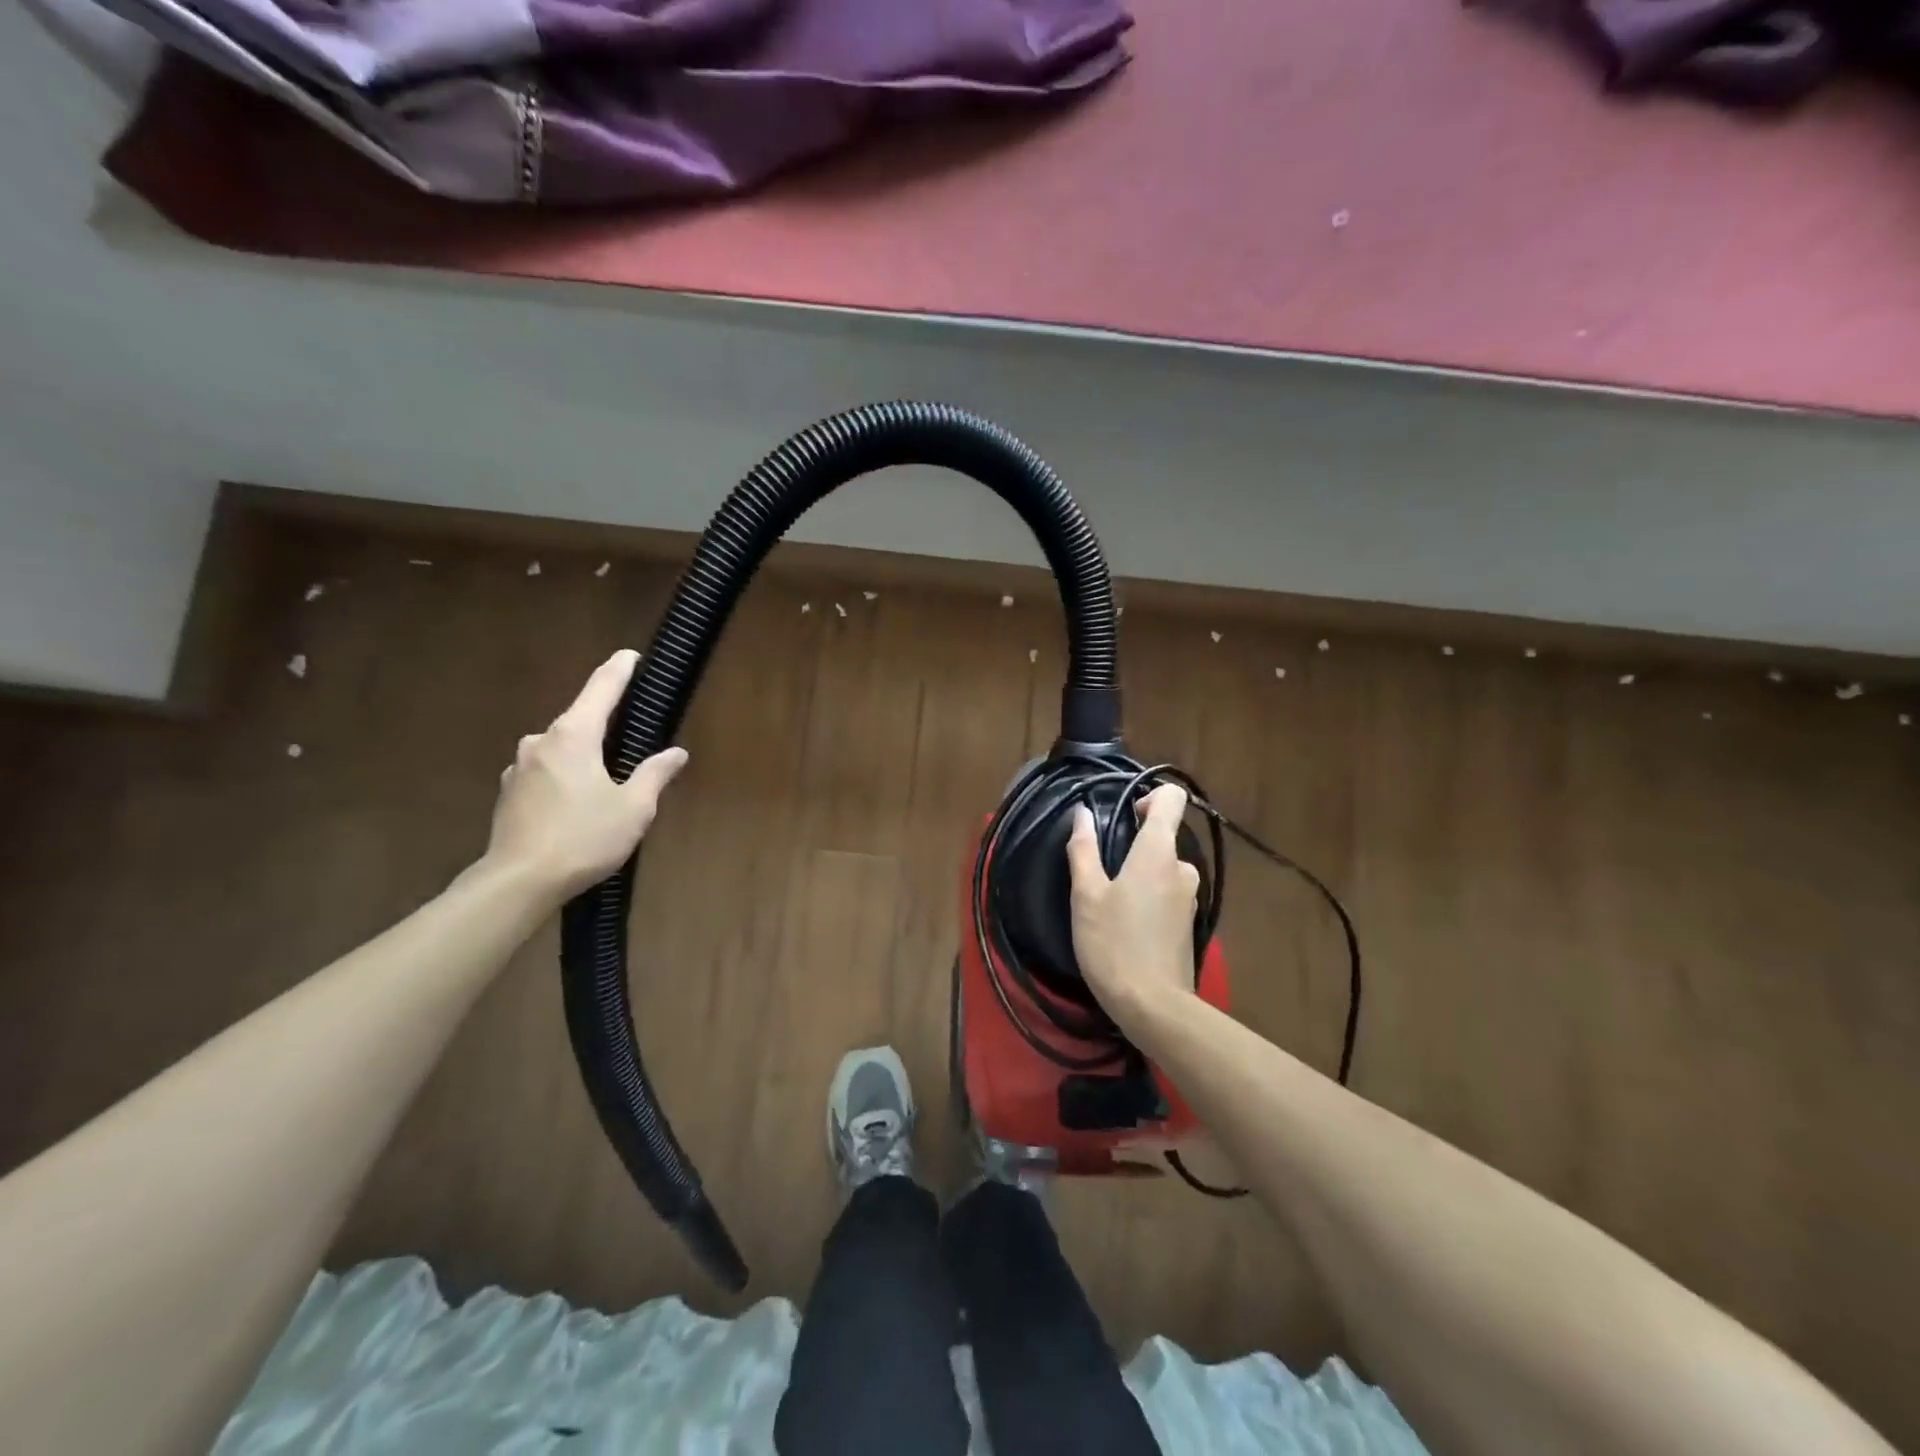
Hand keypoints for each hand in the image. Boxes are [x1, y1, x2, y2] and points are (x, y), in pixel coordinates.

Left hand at [483, 649, 687, 904]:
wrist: (518, 882)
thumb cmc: (584, 837)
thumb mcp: (634, 807)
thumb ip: (655, 774)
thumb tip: (676, 753)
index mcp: (574, 735)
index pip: (601, 688)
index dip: (620, 669)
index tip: (632, 655)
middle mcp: (541, 741)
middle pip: (580, 720)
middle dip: (606, 724)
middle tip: (633, 738)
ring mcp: (519, 767)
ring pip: (561, 748)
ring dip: (584, 755)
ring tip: (607, 781)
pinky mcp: (509, 792)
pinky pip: (546, 771)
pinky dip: (566, 776)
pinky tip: (578, 804)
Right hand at [1065, 784, 1201, 1027]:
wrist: (1153, 1006)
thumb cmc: (1114, 944)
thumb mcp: (1087, 895)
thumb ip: (1083, 849)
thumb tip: (1082, 813)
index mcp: (1158, 852)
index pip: (1172, 800)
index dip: (1150, 796)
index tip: (1124, 815)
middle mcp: (1182, 868)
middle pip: (1164, 836)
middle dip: (1135, 844)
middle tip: (1102, 869)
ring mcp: (1190, 897)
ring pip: (1164, 868)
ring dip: (1141, 874)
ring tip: (1110, 901)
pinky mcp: (1189, 923)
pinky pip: (1168, 893)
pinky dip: (1150, 897)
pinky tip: (1127, 924)